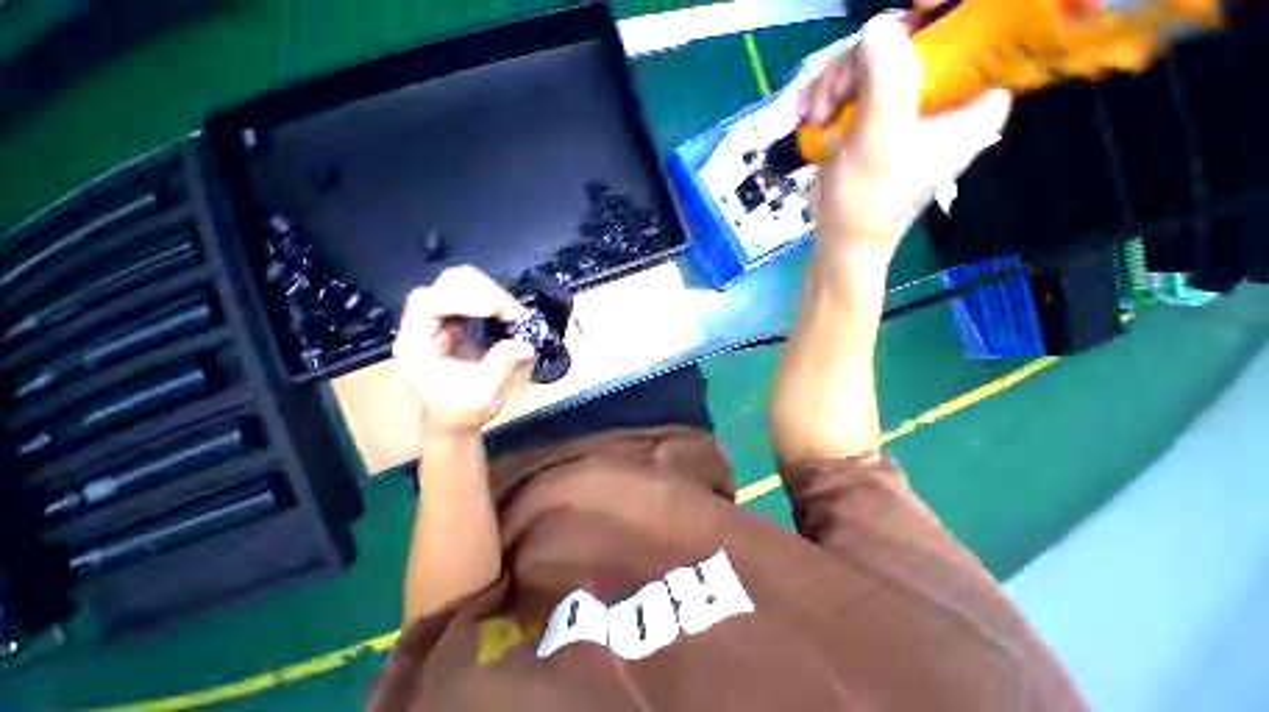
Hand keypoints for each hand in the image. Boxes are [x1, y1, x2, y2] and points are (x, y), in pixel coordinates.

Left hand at [393, 266, 536, 436]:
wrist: (453, 420)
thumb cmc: (459, 411)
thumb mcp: (482, 393)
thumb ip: (502, 364)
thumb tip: (528, 343)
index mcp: (415, 343)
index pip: (429, 303)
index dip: (464, 299)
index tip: (498, 310)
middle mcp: (423, 323)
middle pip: (446, 283)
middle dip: (485, 292)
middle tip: (514, 315)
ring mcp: (440, 318)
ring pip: (462, 282)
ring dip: (493, 293)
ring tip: (514, 315)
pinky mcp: (456, 318)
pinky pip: (474, 294)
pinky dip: (495, 300)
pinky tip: (507, 315)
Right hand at [802, 8, 1011, 260]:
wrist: (840, 239)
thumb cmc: (869, 201)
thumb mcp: (881, 139)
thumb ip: (886, 77)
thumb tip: (876, 26)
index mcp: (973, 100)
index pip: (978, 32)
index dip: (947, 14)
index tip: (915, 12)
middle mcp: (945, 93)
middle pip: (916, 36)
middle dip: (868, 56)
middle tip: (838, 91)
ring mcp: (907, 101)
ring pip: (877, 55)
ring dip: (839, 78)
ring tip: (819, 114)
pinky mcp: (877, 112)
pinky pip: (855, 79)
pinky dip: (830, 92)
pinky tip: (815, 115)